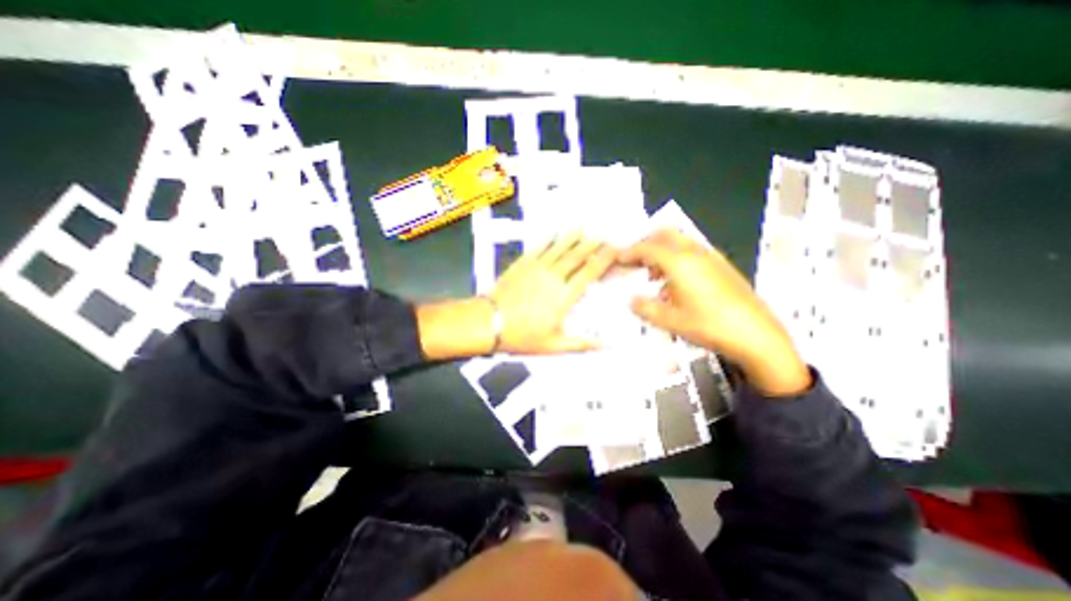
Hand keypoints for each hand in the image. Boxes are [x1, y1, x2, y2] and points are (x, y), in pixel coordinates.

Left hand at [491, 233, 614, 356]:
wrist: (489, 322)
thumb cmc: (521, 336)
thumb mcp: (553, 345)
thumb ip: (580, 344)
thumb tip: (603, 345)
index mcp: (564, 296)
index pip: (589, 273)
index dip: (603, 259)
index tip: (614, 249)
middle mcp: (553, 277)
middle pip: (577, 256)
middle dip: (592, 245)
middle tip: (603, 236)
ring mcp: (537, 268)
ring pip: (559, 249)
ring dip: (572, 238)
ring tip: (583, 229)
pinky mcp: (522, 264)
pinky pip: (539, 248)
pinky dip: (548, 239)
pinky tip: (554, 234)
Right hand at [624, 227, 807, 395]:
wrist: (757, 336)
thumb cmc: (709, 326)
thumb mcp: (670, 320)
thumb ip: (645, 308)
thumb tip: (632, 300)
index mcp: (680, 262)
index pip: (648, 248)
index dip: (629, 252)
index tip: (617, 259)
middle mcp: (695, 253)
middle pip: (665, 234)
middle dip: (646, 243)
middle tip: (634, 260)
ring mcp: (712, 257)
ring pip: (680, 241)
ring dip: (662, 251)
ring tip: (652, 274)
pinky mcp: (722, 266)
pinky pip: (693, 252)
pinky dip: (677, 258)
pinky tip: (675, 283)